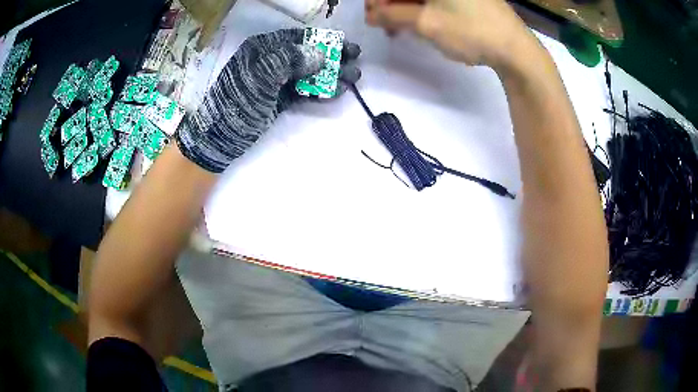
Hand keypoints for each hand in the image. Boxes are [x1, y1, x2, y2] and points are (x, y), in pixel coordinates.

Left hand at [176, 28, 361, 172]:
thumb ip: (288, 61)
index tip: (347, 46)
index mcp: (261, 49)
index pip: (298, 38)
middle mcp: (269, 60)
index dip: (324, 41)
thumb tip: (319, 55)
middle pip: (306, 54)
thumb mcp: (259, 79)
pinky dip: (319, 90)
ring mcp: (274, 80)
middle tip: (355, 62)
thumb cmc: (236, 105)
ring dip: (330, 75)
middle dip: (332, 58)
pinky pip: (302, 90)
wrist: (219, 140)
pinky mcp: (277, 98)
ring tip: (353, 79)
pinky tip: (337, 91)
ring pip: (307, 73)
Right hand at [366, 0, 534, 69]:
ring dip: (406, 8)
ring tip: (401, 29)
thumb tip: (371, 16)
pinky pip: (437, 0)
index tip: (373, 18)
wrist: (516, 49)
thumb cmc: (470, 31)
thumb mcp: (426, 23)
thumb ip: (391, 15)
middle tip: (385, 25)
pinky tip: (421, 23)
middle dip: (391, 5)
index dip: (378, 1)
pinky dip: (424, 8)